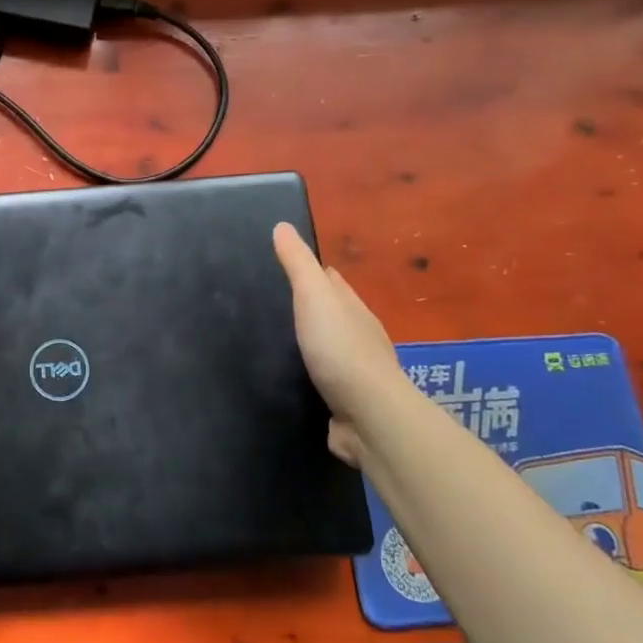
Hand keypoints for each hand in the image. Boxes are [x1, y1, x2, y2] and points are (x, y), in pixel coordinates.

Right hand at [272, 223, 410, 468]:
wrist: (369, 416)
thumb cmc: (340, 349)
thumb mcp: (314, 297)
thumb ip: (298, 264)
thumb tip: (282, 226)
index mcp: (354, 310)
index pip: (333, 282)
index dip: (314, 271)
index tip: (287, 266)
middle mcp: (359, 338)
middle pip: (333, 314)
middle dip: (310, 308)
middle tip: (273, 303)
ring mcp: (355, 374)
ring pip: (328, 350)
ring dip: (309, 344)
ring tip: (275, 341)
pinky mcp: (345, 404)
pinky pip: (322, 383)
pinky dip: (309, 377)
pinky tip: (290, 379)